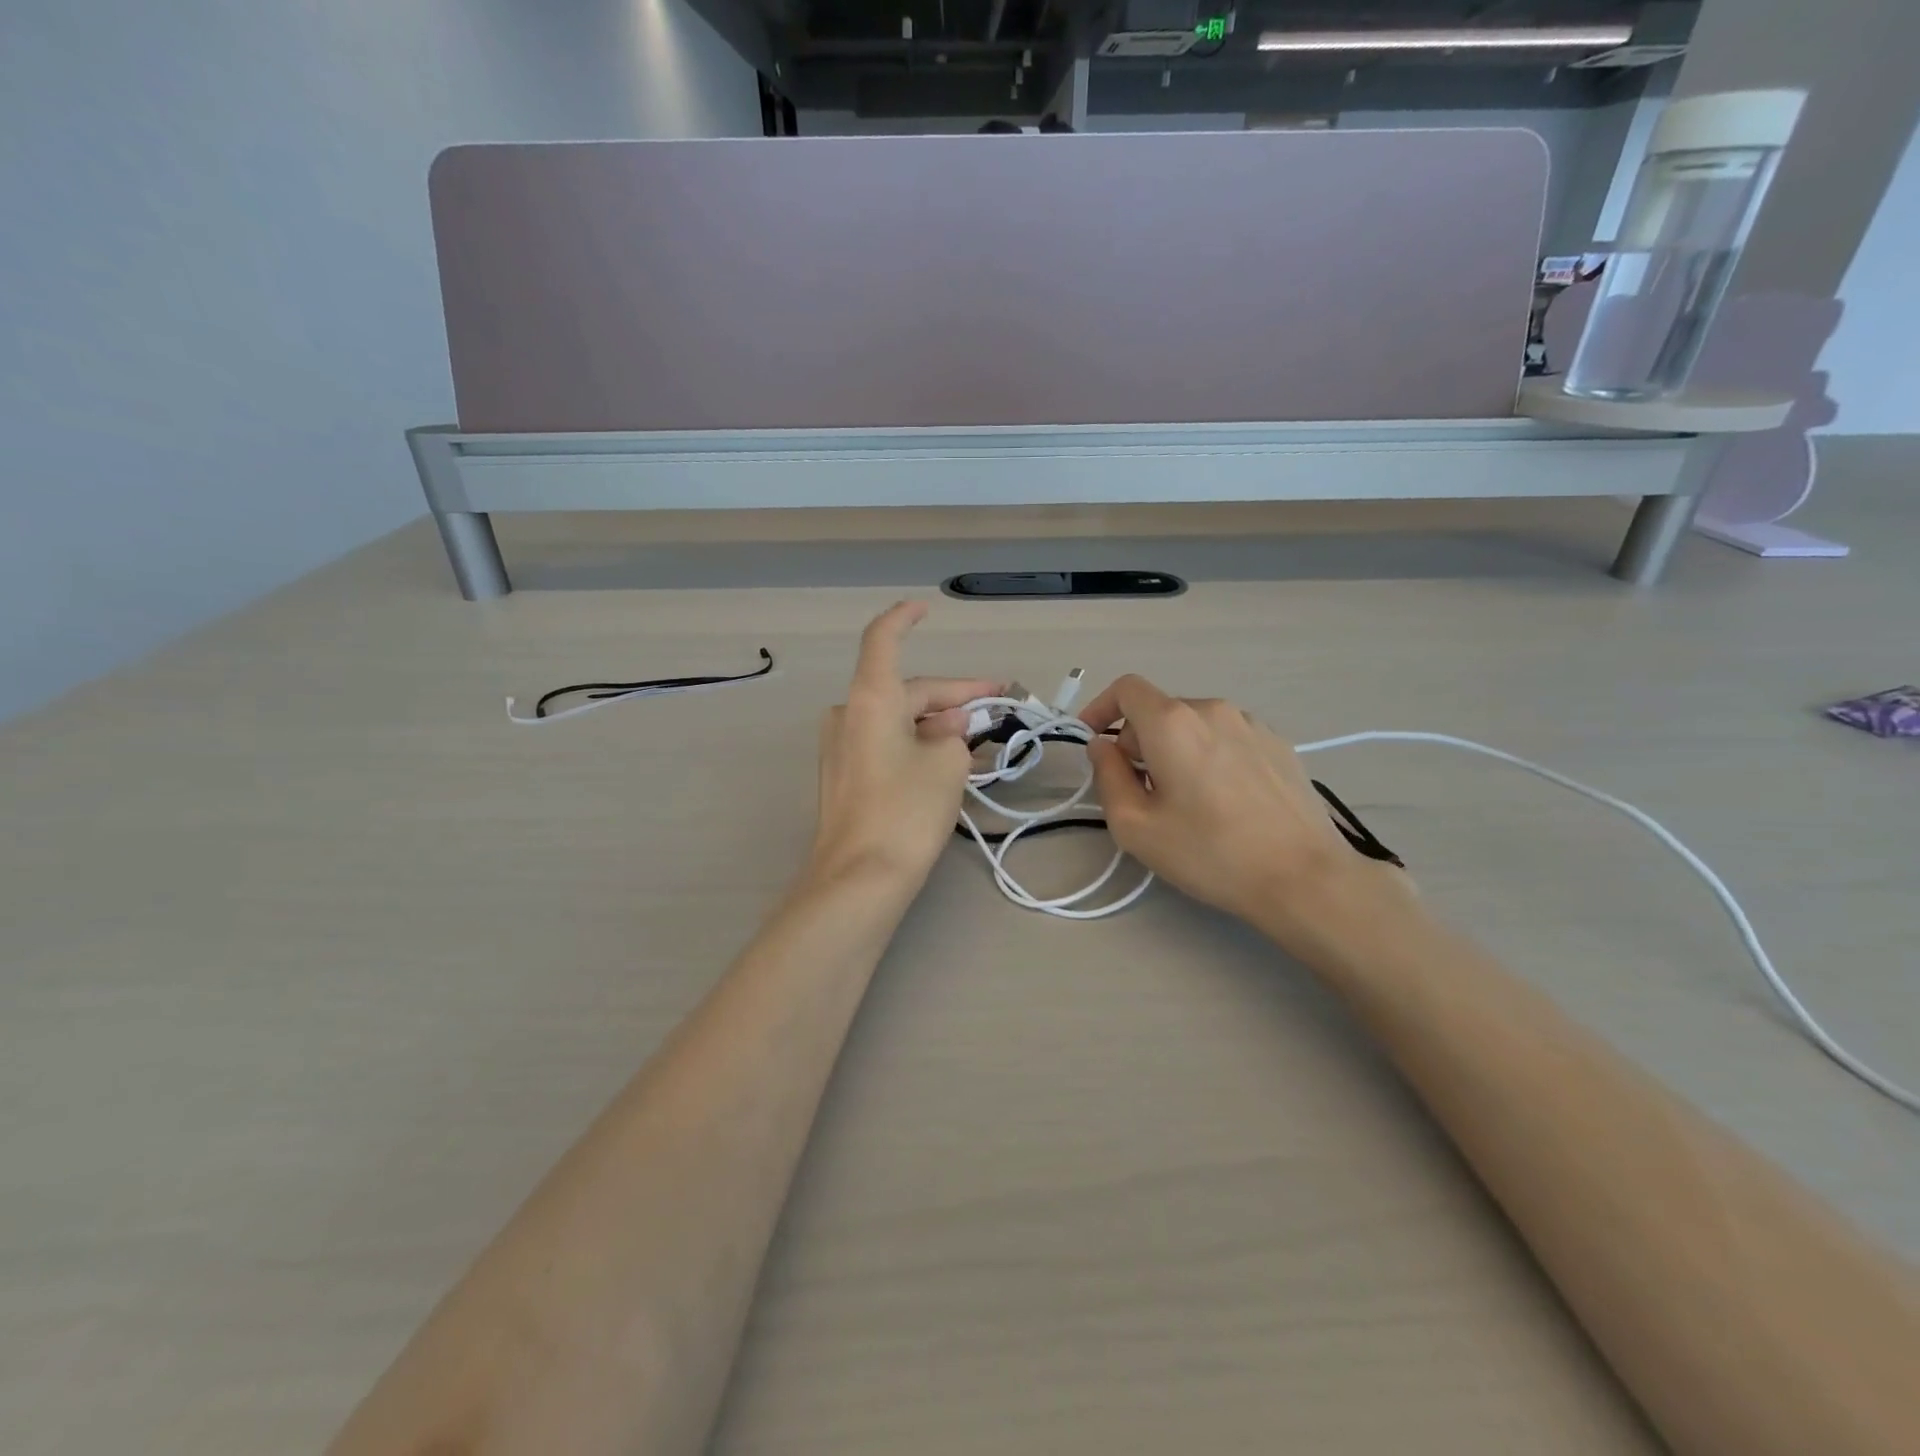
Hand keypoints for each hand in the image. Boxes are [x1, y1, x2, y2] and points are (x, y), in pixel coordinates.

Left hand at [808, 602, 998, 892]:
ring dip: (937, 725)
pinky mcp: (843, 776)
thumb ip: (954, 732)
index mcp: (870, 699)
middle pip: (906, 691)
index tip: (926, 609)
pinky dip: (916, 745)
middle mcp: (849, 714)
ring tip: (980, 740)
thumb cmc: (905, 811)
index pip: (883, 640)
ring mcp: (841, 747)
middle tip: (998, 704)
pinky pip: (886, 745)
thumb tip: (949, 724)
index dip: (904, 619)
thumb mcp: (947, 764)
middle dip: (952, 698)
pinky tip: (948, 762)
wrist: (859, 879)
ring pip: (898, 721)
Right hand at [1079, 674, 1399, 936]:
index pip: (1126, 689)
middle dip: (1137, 742)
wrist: (1304, 877)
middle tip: (1139, 792)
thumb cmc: (1210, 853)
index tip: (1093, 741)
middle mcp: (1213, 709)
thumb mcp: (1135, 826)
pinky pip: (1227, 738)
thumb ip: (1107, 776)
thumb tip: (1103, 747)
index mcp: (1173, 723)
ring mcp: (1252, 725)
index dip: (1101, 708)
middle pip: (1160, 710)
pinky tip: (1224, 801)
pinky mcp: (1280, 745)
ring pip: (1194, 725)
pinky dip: (1209, 756)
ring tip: (1185, 799)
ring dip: (1175, 750)